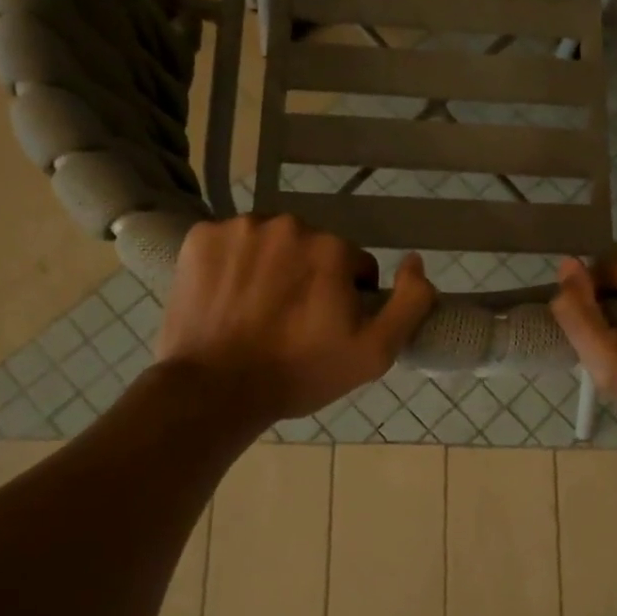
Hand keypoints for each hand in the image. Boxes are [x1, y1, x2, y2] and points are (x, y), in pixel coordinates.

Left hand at [157, 215, 435, 424]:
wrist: (214, 390)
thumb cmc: (299, 373)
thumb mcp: (374, 353)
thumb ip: (410, 303)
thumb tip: (416, 260)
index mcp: (331, 248)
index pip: (354, 265)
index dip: (347, 298)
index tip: (327, 328)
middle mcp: (288, 225)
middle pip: (311, 250)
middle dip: (309, 278)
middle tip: (291, 323)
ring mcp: (239, 228)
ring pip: (271, 244)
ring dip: (271, 268)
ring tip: (257, 312)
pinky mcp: (200, 237)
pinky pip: (230, 244)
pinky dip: (232, 265)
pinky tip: (227, 299)